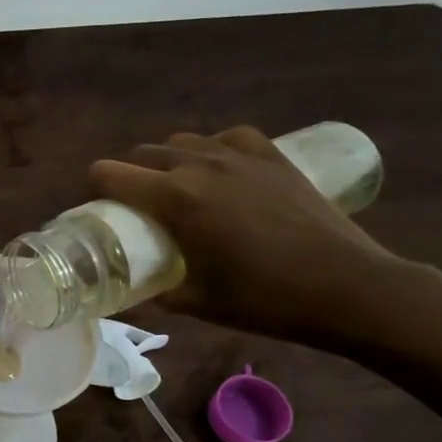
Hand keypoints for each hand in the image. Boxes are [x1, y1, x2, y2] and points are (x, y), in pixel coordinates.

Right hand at [89, 127, 407, 350]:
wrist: (347, 288)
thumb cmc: (264, 299)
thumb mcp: (196, 303)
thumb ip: (157, 293)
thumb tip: (133, 294)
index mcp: (174, 199)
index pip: (109, 174)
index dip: (94, 189)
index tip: (99, 209)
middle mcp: (199, 166)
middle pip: (143, 153)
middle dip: (129, 174)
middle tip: (136, 206)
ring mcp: (240, 156)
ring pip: (183, 141)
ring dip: (168, 160)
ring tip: (177, 187)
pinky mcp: (273, 157)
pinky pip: (228, 138)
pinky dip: (214, 150)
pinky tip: (221, 169)